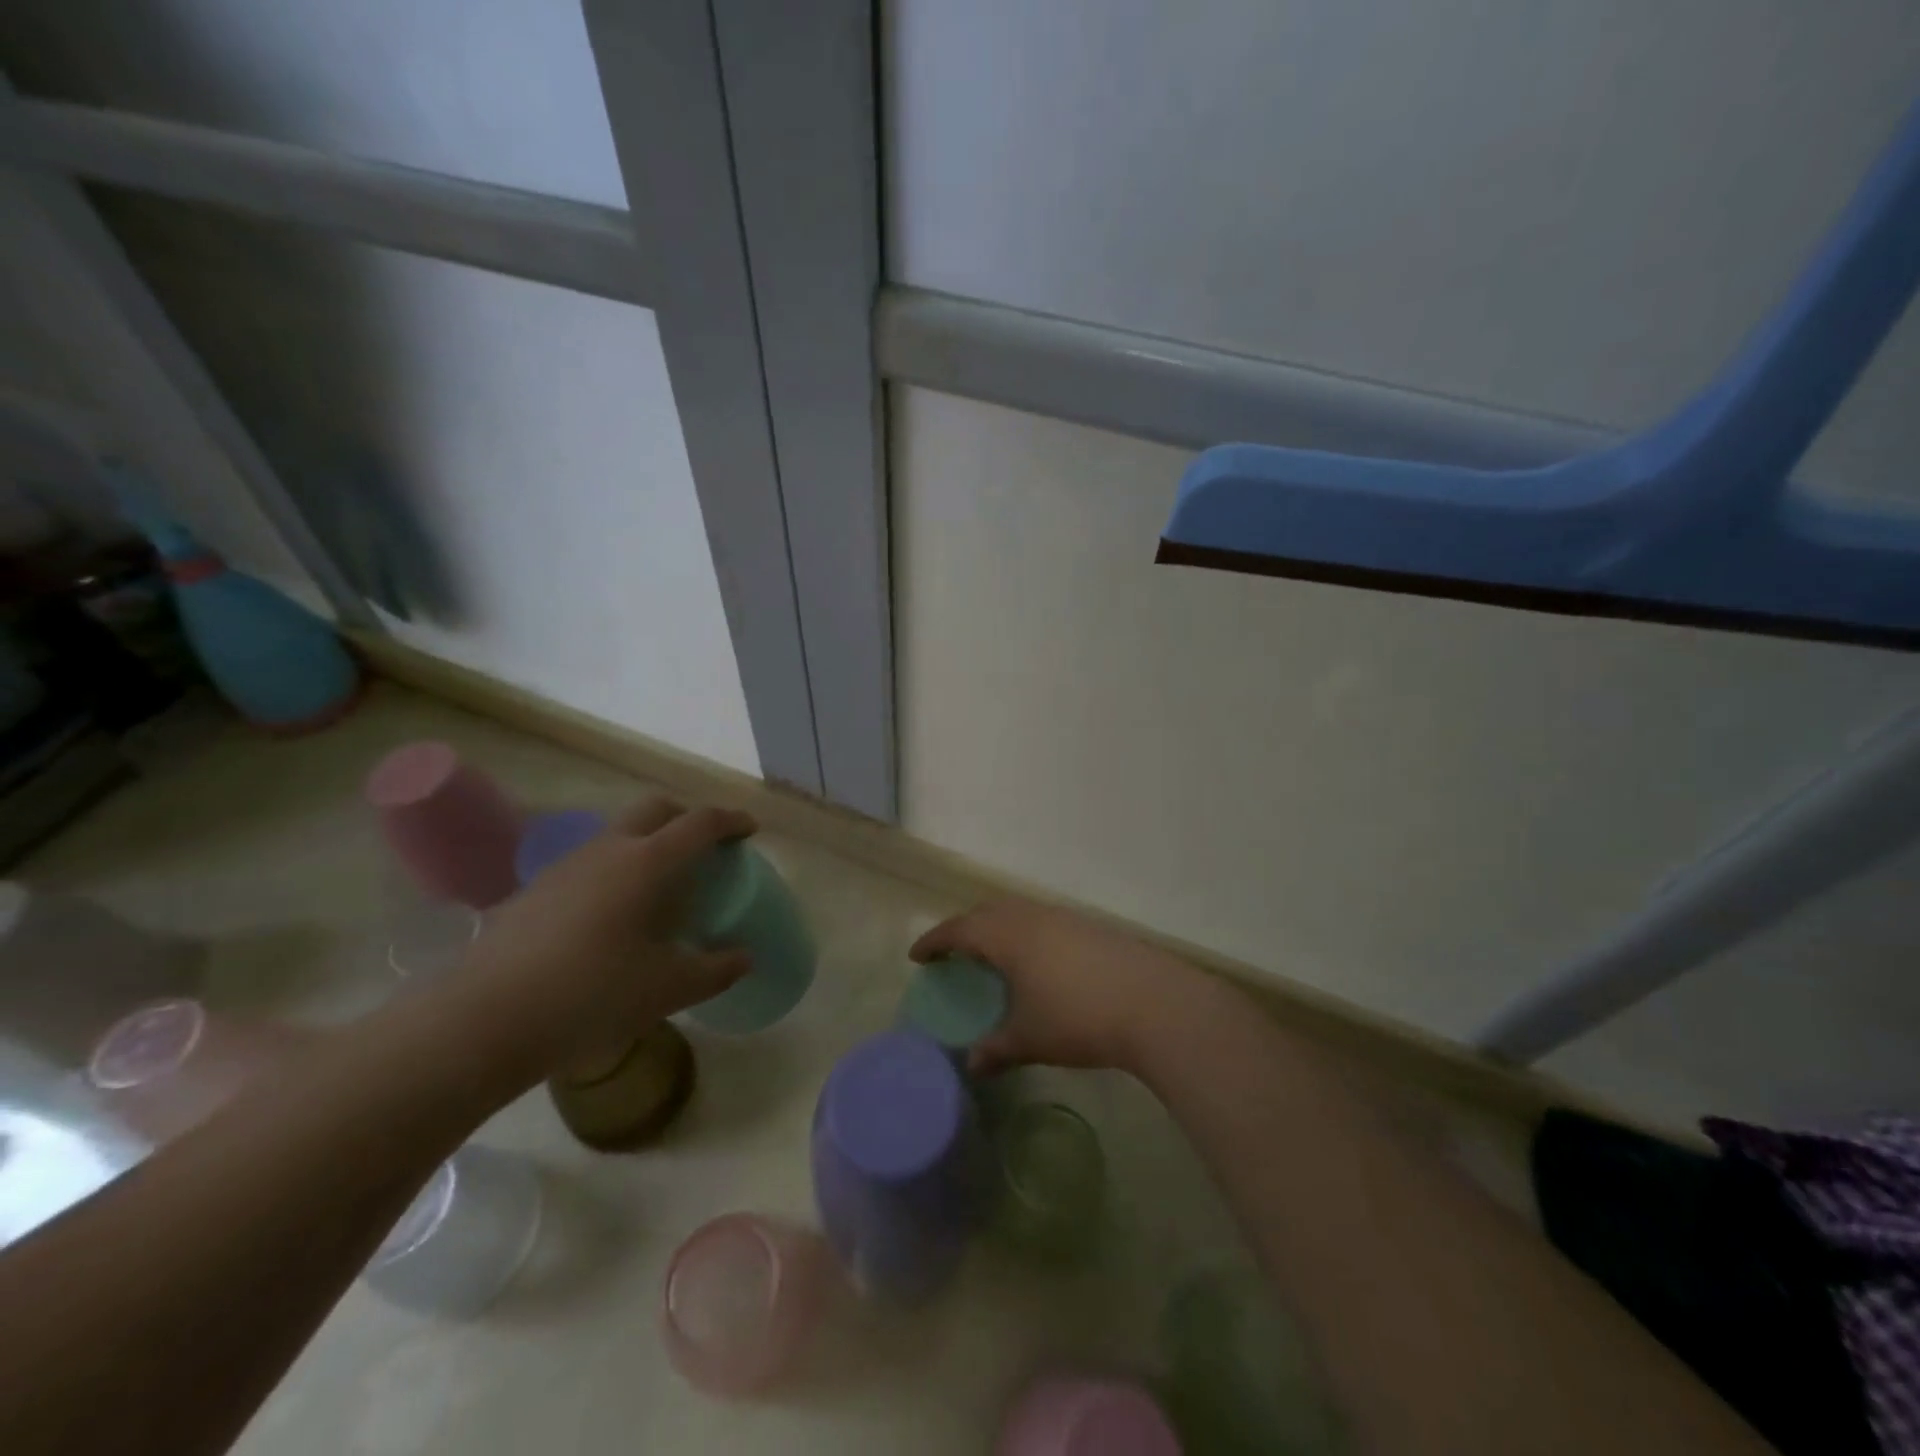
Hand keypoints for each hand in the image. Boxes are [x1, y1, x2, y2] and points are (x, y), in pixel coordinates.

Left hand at [449, 798, 755, 1079]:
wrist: (483, 1020)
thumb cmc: (591, 995)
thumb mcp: (667, 989)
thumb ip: (716, 969)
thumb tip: (744, 958)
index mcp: (646, 863)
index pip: (699, 823)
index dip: (730, 821)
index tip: (749, 829)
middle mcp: (607, 850)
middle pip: (655, 809)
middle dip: (687, 817)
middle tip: (705, 846)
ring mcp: (565, 866)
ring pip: (618, 833)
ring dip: (648, 842)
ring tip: (660, 885)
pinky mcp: (535, 890)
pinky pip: (590, 862)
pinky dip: (616, 869)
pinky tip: (612, 915)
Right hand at [910, 900, 1216, 1076]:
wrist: (1154, 1002)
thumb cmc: (1079, 1017)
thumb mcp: (1031, 1038)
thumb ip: (996, 1049)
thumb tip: (972, 1065)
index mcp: (1008, 935)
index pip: (959, 929)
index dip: (935, 941)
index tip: (917, 956)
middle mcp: (1032, 917)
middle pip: (988, 911)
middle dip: (965, 928)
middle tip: (954, 954)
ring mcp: (1065, 918)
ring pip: (1018, 912)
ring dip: (998, 928)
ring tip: (994, 957)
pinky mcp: (1091, 927)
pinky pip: (1044, 920)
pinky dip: (1027, 933)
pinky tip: (1039, 963)